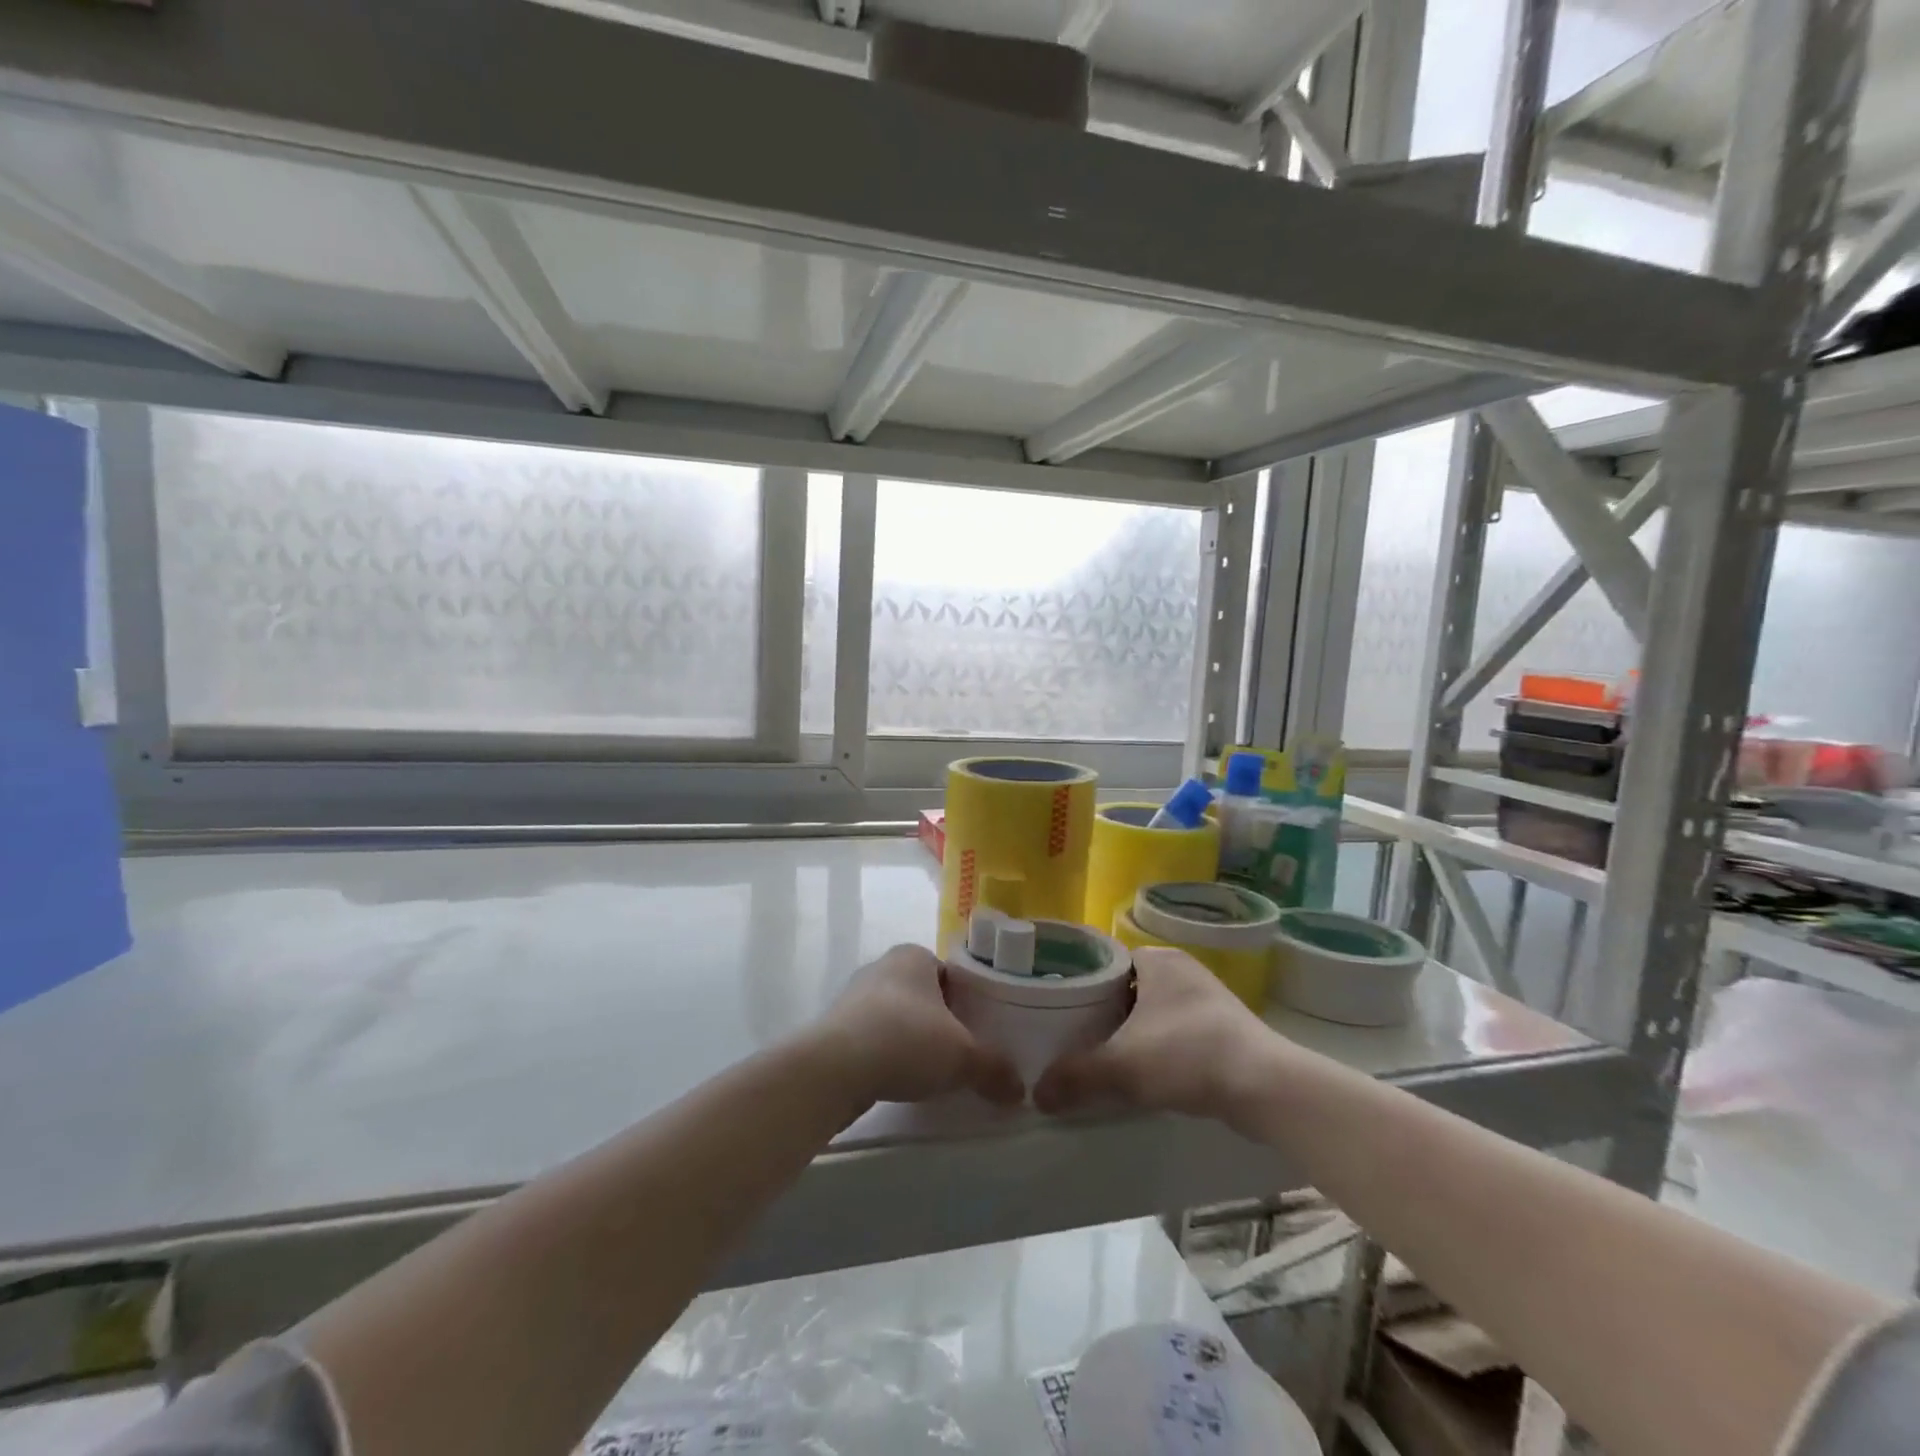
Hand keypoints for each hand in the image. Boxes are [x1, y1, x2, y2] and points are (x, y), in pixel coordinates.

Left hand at [815, 945, 1024, 1106]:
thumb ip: (994, 1069)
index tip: (979, 1031)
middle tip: (961, 1054)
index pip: (951, 974)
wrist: (835, 1067)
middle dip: (940, 1022)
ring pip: (896, 1016)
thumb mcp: (963, 1057)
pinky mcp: (835, 1027)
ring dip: (911, 1039)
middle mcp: (883, 966)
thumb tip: (1020, 1091)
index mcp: (914, 956)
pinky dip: (887, 1054)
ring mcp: (854, 996)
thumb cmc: (906, 1040)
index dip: (968, 1002)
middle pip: (924, 995)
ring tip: (931, 1072)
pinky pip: (872, 1037)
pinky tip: (897, 1079)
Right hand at [1034, 948, 1271, 1122]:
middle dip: (1104, 1010)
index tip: (1059, 1009)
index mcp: (1156, 959)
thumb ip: (1076, 1076)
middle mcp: (1182, 969)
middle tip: (1074, 1036)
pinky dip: (1158, 1045)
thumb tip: (1036, 1094)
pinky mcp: (1225, 1027)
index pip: (1105, 960)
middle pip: (1127, 986)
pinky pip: (1176, 1028)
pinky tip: (1144, 1071)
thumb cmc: (1187, 1055)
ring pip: (1153, 1009)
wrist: (1265, 1087)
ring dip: (1131, 1030)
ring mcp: (1207, 997)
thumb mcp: (1121, 1066)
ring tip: (1103, 1055)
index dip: (1080, 983)